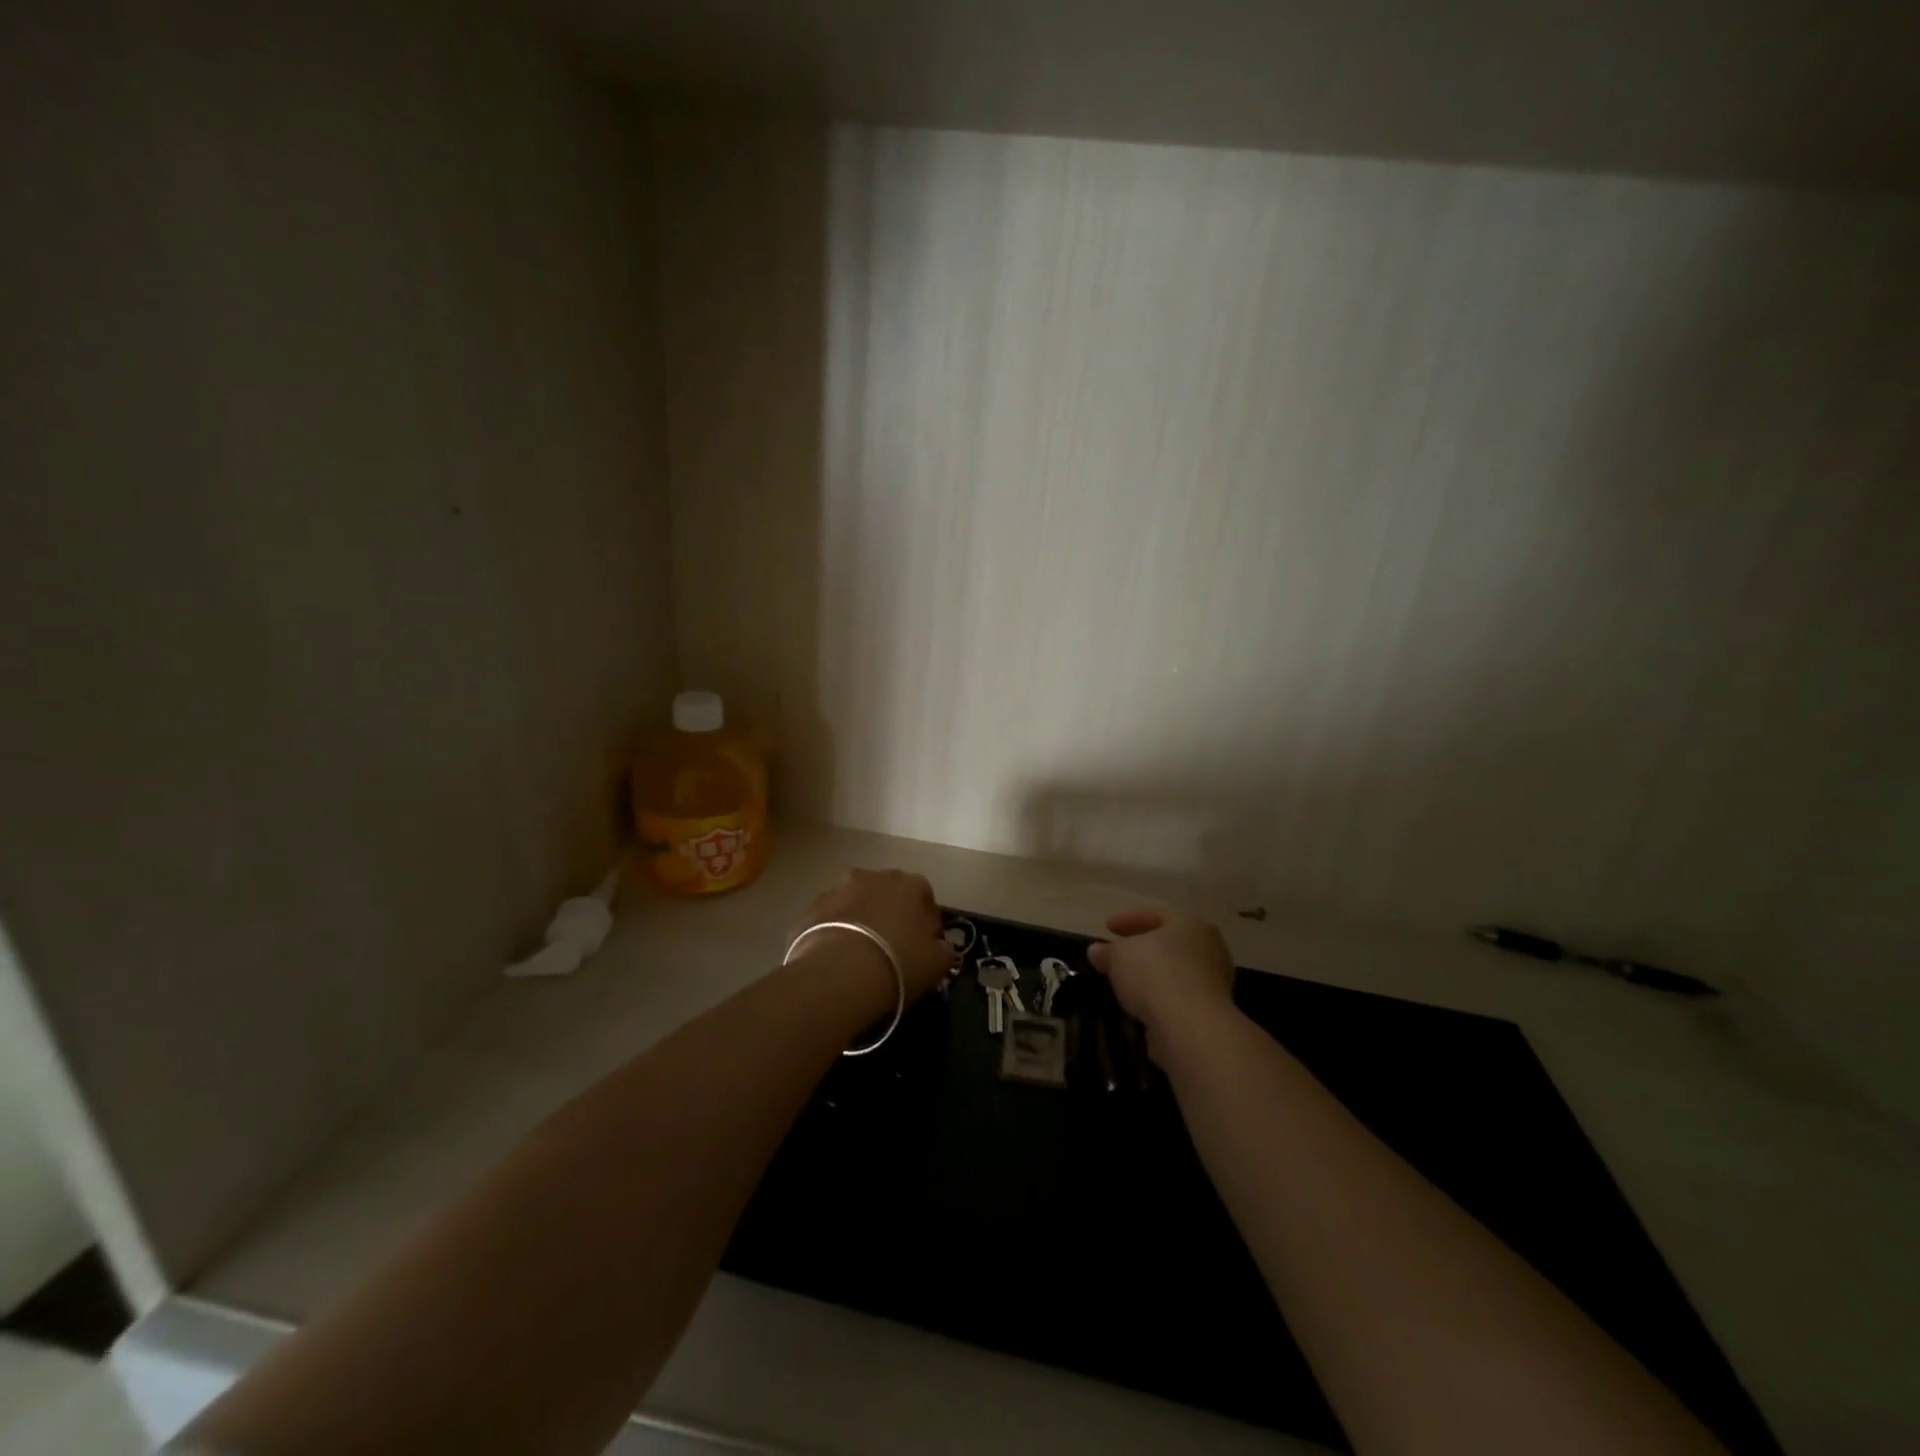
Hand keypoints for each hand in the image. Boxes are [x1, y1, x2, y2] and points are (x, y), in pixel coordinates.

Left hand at [794, 868, 956, 1002]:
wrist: (839, 973)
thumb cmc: (898, 962)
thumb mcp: (938, 962)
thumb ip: (944, 949)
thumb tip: (941, 946)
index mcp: (909, 883)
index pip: (924, 894)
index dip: (927, 920)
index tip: (926, 944)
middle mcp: (873, 876)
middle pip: (887, 892)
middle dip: (891, 912)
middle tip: (892, 945)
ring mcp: (837, 889)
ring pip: (855, 901)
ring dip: (861, 918)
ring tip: (861, 952)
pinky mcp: (810, 909)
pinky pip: (829, 918)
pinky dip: (835, 931)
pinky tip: (837, 958)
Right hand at [1087, 909, 1236, 1043]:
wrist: (1189, 1026)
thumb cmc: (1155, 974)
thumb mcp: (1119, 955)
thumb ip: (1107, 951)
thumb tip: (1096, 951)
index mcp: (1191, 925)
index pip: (1157, 915)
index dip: (1128, 920)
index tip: (1107, 928)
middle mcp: (1209, 949)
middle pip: (1170, 944)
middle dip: (1143, 948)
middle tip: (1119, 954)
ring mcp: (1215, 982)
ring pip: (1176, 971)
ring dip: (1152, 975)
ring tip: (1127, 982)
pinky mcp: (1211, 1012)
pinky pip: (1179, 996)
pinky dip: (1161, 997)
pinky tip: (1141, 1004)